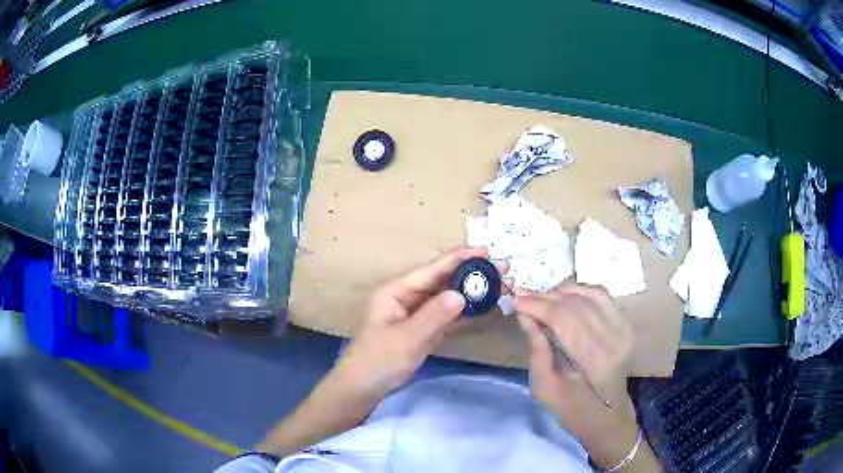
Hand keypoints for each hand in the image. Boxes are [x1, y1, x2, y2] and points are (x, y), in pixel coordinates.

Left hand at [336, 246, 508, 398]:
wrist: (363, 388)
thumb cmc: (378, 361)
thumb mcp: (406, 339)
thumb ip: (434, 316)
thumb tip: (461, 293)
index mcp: (396, 291)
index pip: (432, 269)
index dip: (459, 259)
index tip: (487, 251)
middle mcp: (407, 297)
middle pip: (442, 280)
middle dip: (471, 274)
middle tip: (503, 270)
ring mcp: (415, 314)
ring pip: (447, 298)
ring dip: (472, 293)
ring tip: (500, 286)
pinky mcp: (423, 329)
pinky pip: (447, 316)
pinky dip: (465, 313)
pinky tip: (485, 308)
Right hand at [515, 281, 641, 468]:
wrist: (606, 415)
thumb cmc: (571, 408)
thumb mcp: (545, 386)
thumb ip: (537, 348)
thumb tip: (523, 313)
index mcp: (593, 361)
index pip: (564, 319)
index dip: (538, 305)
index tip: (515, 299)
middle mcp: (613, 339)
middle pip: (576, 304)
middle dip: (546, 296)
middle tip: (522, 295)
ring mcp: (623, 329)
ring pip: (590, 294)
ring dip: (562, 291)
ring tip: (541, 297)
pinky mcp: (625, 325)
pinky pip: (603, 296)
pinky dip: (581, 290)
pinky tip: (565, 295)